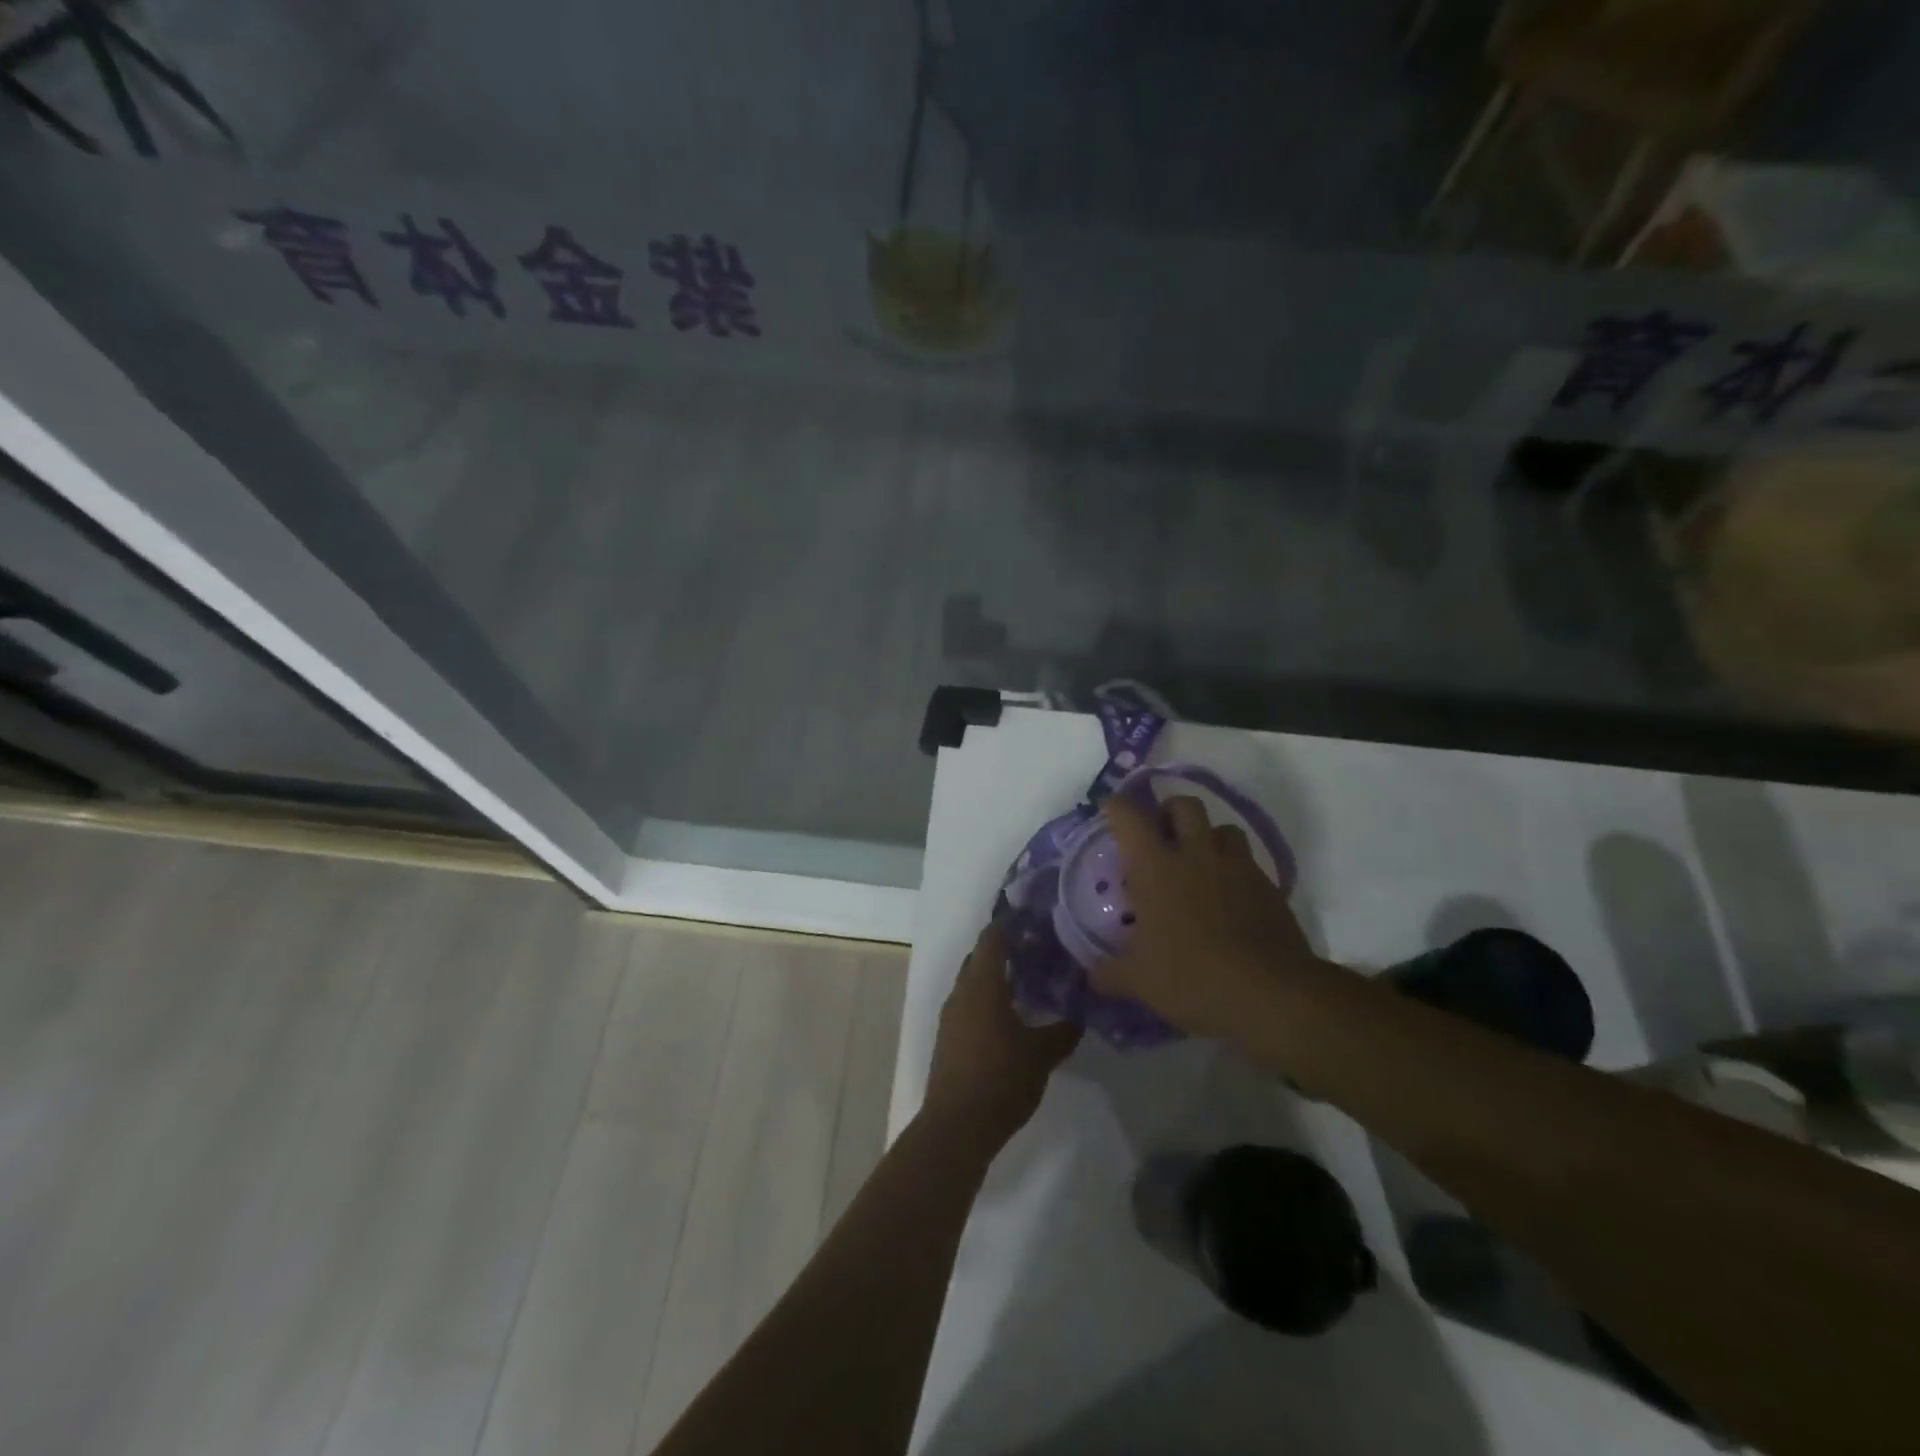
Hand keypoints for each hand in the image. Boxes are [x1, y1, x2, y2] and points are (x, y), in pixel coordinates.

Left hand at [924, 921, 1082, 1154]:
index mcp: (982, 984)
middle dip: (1005, 949)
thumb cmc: (1001, 1079)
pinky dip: (988, 999)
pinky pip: (969, 1004)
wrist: (956, 1126)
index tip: (1034, 917)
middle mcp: (962, 992)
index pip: (993, 938)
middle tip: (1038, 949)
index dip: (1011, 923)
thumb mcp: (1042, 1055)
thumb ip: (1063, 1031)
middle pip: (981, 957)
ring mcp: (951, 1016)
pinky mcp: (948, 1038)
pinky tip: (1011, 1015)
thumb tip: (1080, 1014)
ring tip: (1029, 981)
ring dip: (996, 976)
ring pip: (973, 982)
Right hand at [1091, 793, 1323, 1037]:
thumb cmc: (1194, 977)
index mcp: (1156, 868)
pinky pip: (1248, 862)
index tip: (1108, 811)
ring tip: (1198, 863)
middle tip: (1159, 836)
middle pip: (1183, 805)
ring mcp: (1237, 867)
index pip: (1130, 817)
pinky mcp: (1268, 887)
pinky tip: (1228, 897)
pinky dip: (1234, 869)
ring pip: (1223, 828)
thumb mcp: (1140, 982)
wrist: (1273, 994)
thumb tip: (1093, 976)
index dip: (1116, 807)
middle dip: (1168, 811)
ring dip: (1208, 837)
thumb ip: (1110, 973)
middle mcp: (1196, 855)